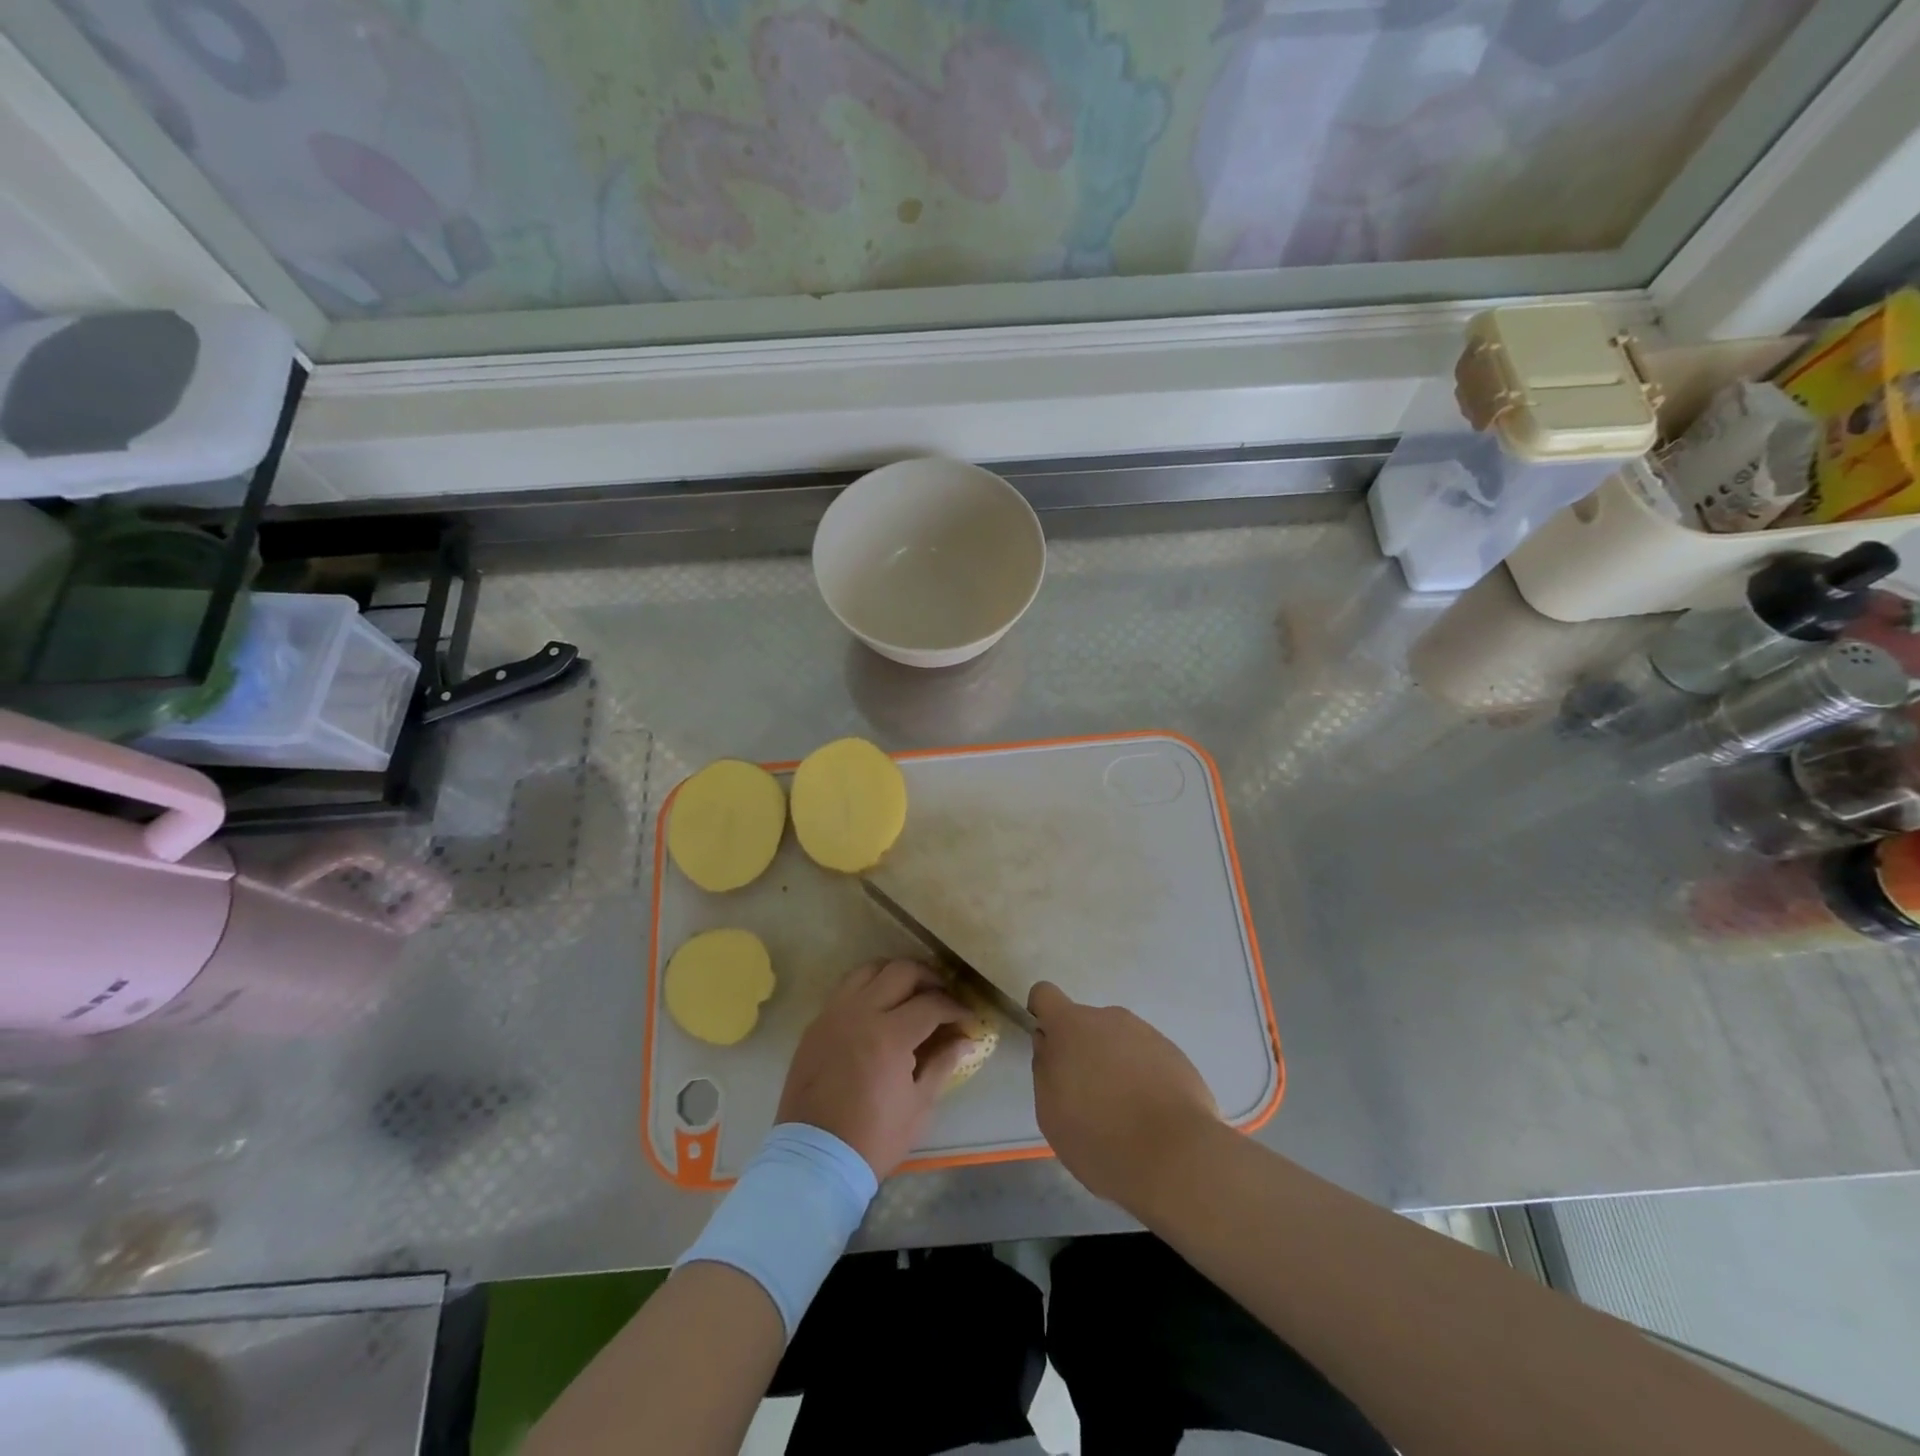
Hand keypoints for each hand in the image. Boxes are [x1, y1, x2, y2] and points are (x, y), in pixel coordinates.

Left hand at [777, 959, 970, 1177]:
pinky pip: (846, 988)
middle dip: (929, 978)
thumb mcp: (919, 1106)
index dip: (955, 1007)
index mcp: (890, 1035)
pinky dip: (869, 986)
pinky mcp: (817, 1023)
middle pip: (901, 971)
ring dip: (895, 974)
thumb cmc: (874, 1137)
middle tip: (943, 996)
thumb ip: (943, 1064)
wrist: (814, 1158)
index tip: (967, 1018)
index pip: (931, 1003)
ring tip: (911, 992)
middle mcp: (860, 1012)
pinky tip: (880, 1006)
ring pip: (870, 969)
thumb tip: (965, 1041)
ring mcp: (834, 1014)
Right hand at [1029, 981, 1220, 1215]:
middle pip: (1085, 1024)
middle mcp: (1109, 1018)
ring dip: (1114, 1065)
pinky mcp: (1175, 1054)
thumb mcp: (1050, 1112)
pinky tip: (1150, 1116)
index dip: (1042, 1016)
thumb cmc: (1099, 1137)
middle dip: (1082, 1052)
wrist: (1176, 1157)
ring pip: (1118, 1041)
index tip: (1050, 1049)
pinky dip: (1143, 1078)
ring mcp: (1146, 1033)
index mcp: (1072, 1026)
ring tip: (1124, 1113)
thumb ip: (1045, 1069)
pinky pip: (1147, 1058)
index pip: (1045, 994)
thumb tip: (1050, 1047)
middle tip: (1088, 1099)